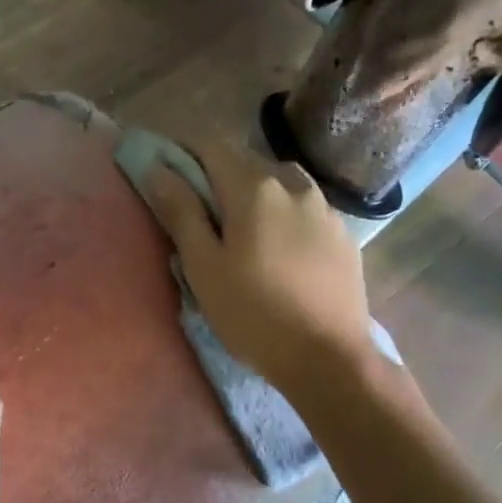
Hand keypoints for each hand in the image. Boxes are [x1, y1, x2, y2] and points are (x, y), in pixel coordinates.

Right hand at [144, 141, 376, 395]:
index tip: (167, 173)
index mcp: (254, 187)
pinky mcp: (343, 234)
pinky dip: (283, 214)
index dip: (184, 151)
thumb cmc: (253, 314)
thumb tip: (157, 169)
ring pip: (280, 182)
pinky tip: (280, 250)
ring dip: (255, 193)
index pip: (211, 144)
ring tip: (244, 231)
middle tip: (201, 214)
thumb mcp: (204, 266)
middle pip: (246, 161)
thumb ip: (181, 211)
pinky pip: (305, 207)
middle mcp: (293, 184)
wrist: (329, 358)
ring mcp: (325, 208)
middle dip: (218, 175)